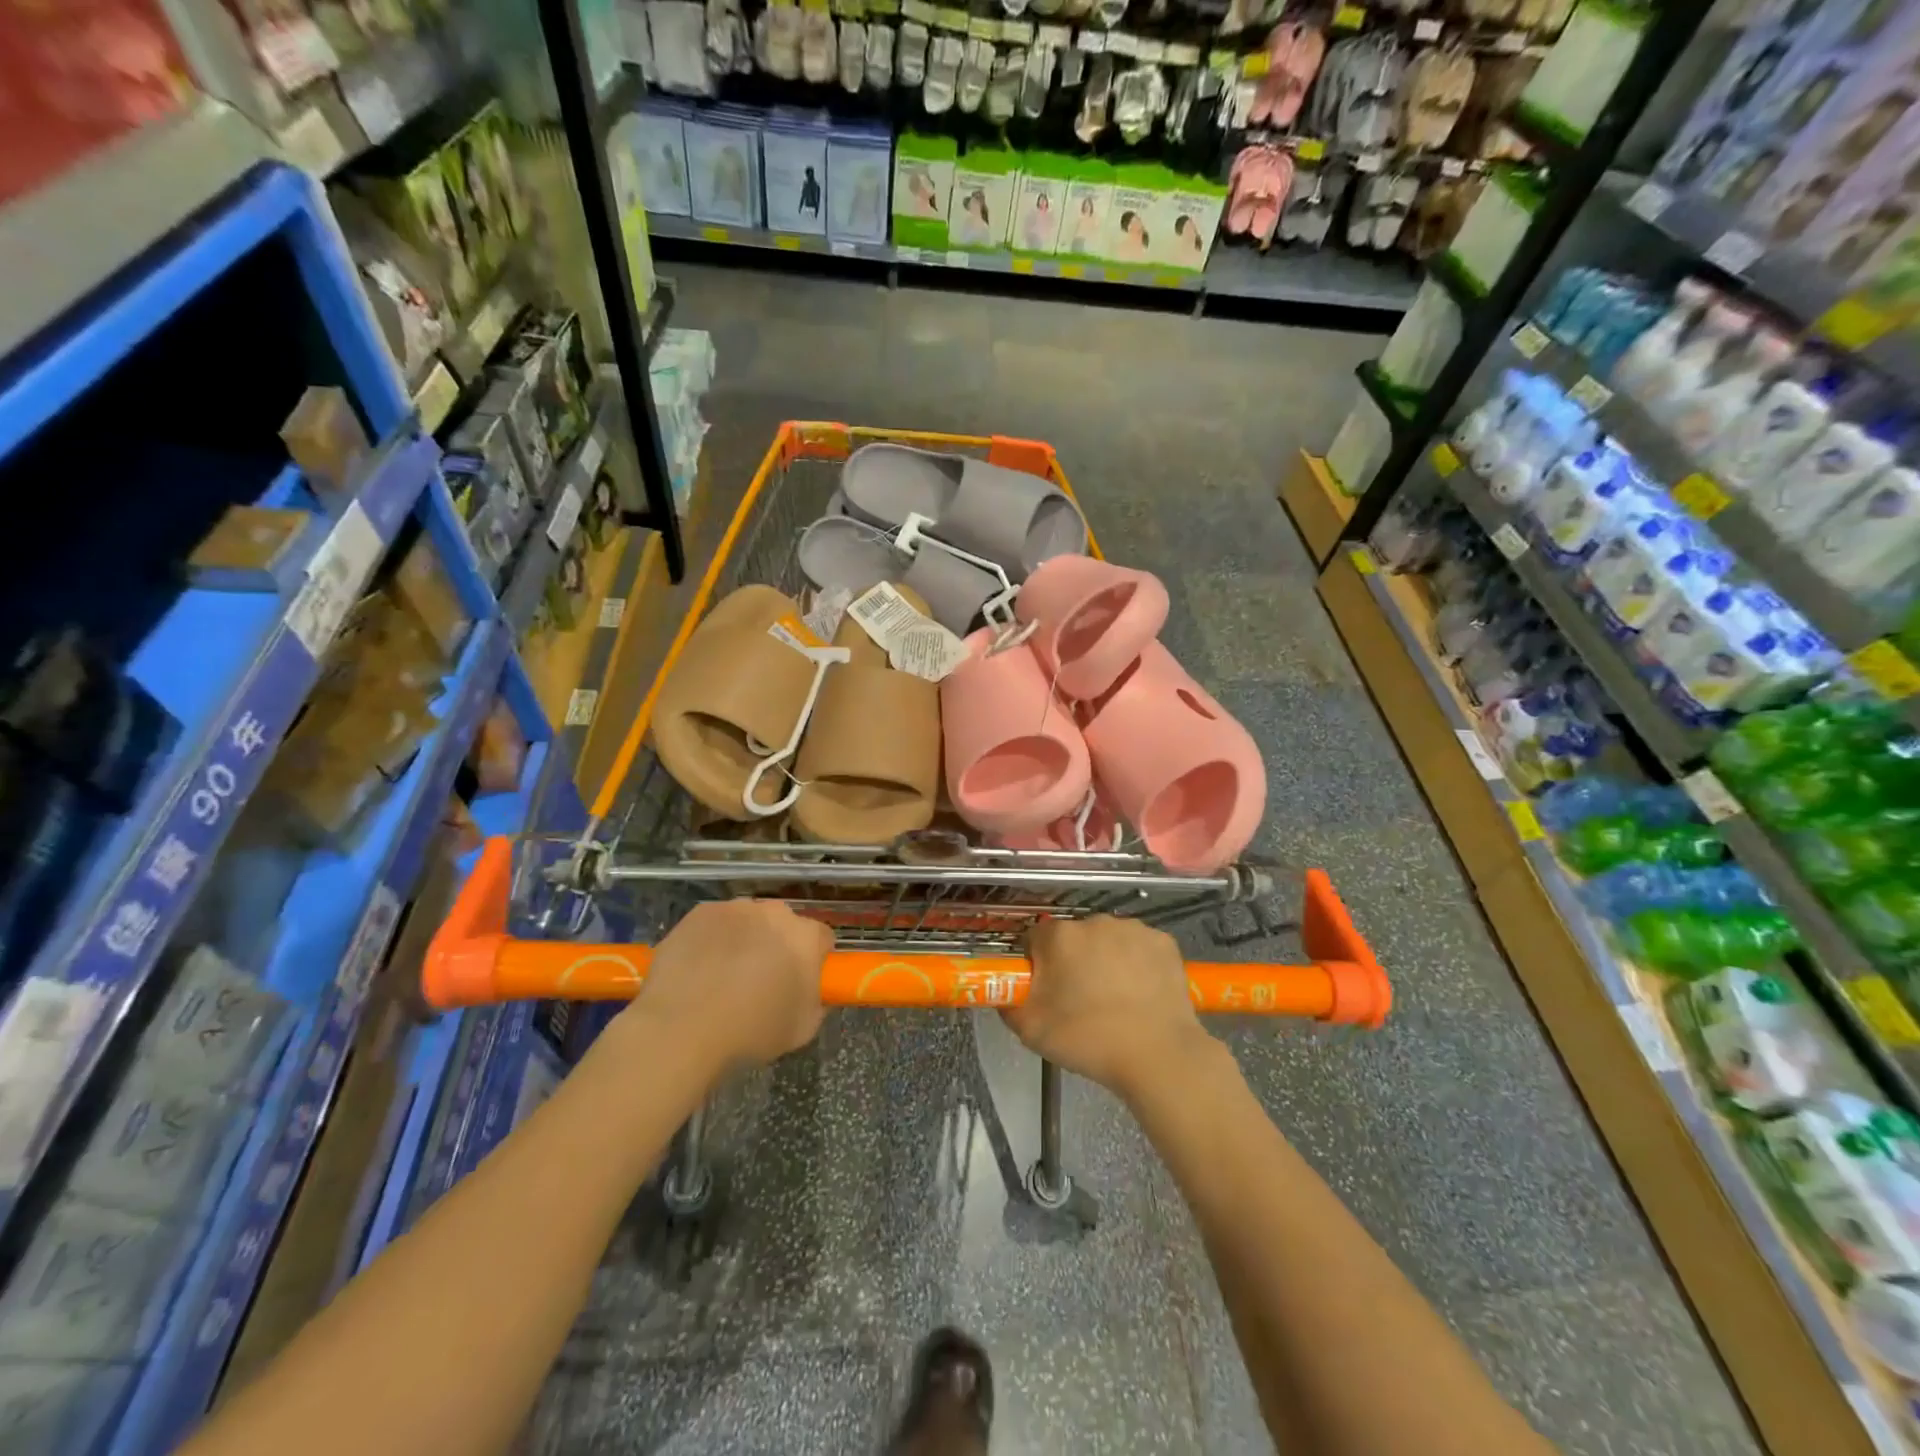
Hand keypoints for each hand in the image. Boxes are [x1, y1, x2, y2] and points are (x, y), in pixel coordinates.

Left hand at [623, 899, 831, 1074]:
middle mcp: (775, 912)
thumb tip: (812, 992)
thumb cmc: (751, 1031)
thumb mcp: (802, 1029)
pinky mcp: (700, 912)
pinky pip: (714, 923)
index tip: (799, 982)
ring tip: (723, 976)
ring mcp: (735, 909)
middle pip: (783, 925)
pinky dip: (712, 939)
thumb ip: (817, 1002)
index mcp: (806, 937)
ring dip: (744, 940)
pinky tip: (698, 969)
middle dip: (777, 946)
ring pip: (748, 921)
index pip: (821, 940)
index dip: (813, 961)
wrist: (683, 1028)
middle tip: (761, 980)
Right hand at [1002, 916, 1215, 1101]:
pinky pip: (1140, 948)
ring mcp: (1132, 929)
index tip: (1047, 991)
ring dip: (1106, 959)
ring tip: (1116, 1000)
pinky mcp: (1163, 942)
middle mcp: (1094, 921)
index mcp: (1059, 936)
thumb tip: (1007, 992)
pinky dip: (1138, 963)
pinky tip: (1142, 993)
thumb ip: (1008, 1003)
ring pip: (1108, 940)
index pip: (1036, 939)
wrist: (1157, 1056)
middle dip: (1074, 960)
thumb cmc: (1088, 1039)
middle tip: (1081, 999)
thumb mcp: (1029, 1030)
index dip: (1038, 964)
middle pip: (1074, 938)